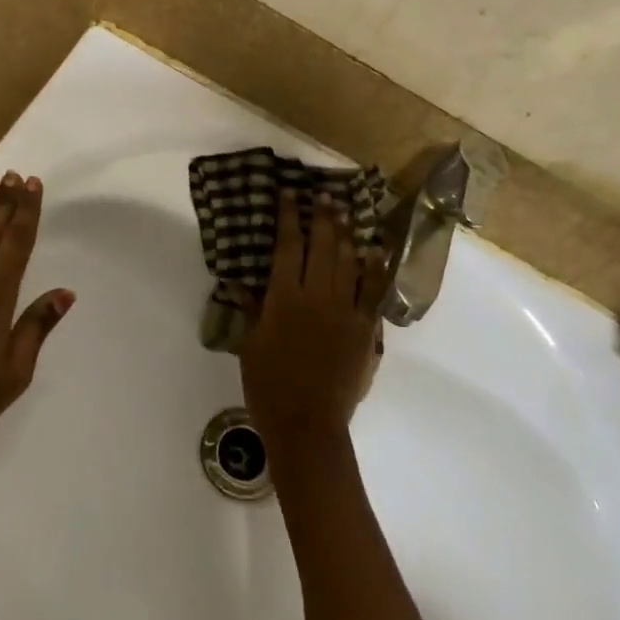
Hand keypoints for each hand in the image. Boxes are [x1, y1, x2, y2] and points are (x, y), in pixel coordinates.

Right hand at [238, 191, 385, 465]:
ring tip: (346, 213)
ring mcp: (346, 311)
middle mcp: (316, 297)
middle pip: (322, 246)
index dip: (288, 218)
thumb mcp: (250, 346)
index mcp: (283, 299)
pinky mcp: (366, 329)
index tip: (290, 195)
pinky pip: (373, 291)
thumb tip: (244, 282)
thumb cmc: (269, 387)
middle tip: (324, 196)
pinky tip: (375, 250)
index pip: (287, 247)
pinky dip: (375, 269)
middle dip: (323, 217)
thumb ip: (253, 310)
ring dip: (347, 235)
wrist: (307, 424)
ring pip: (349, 262)